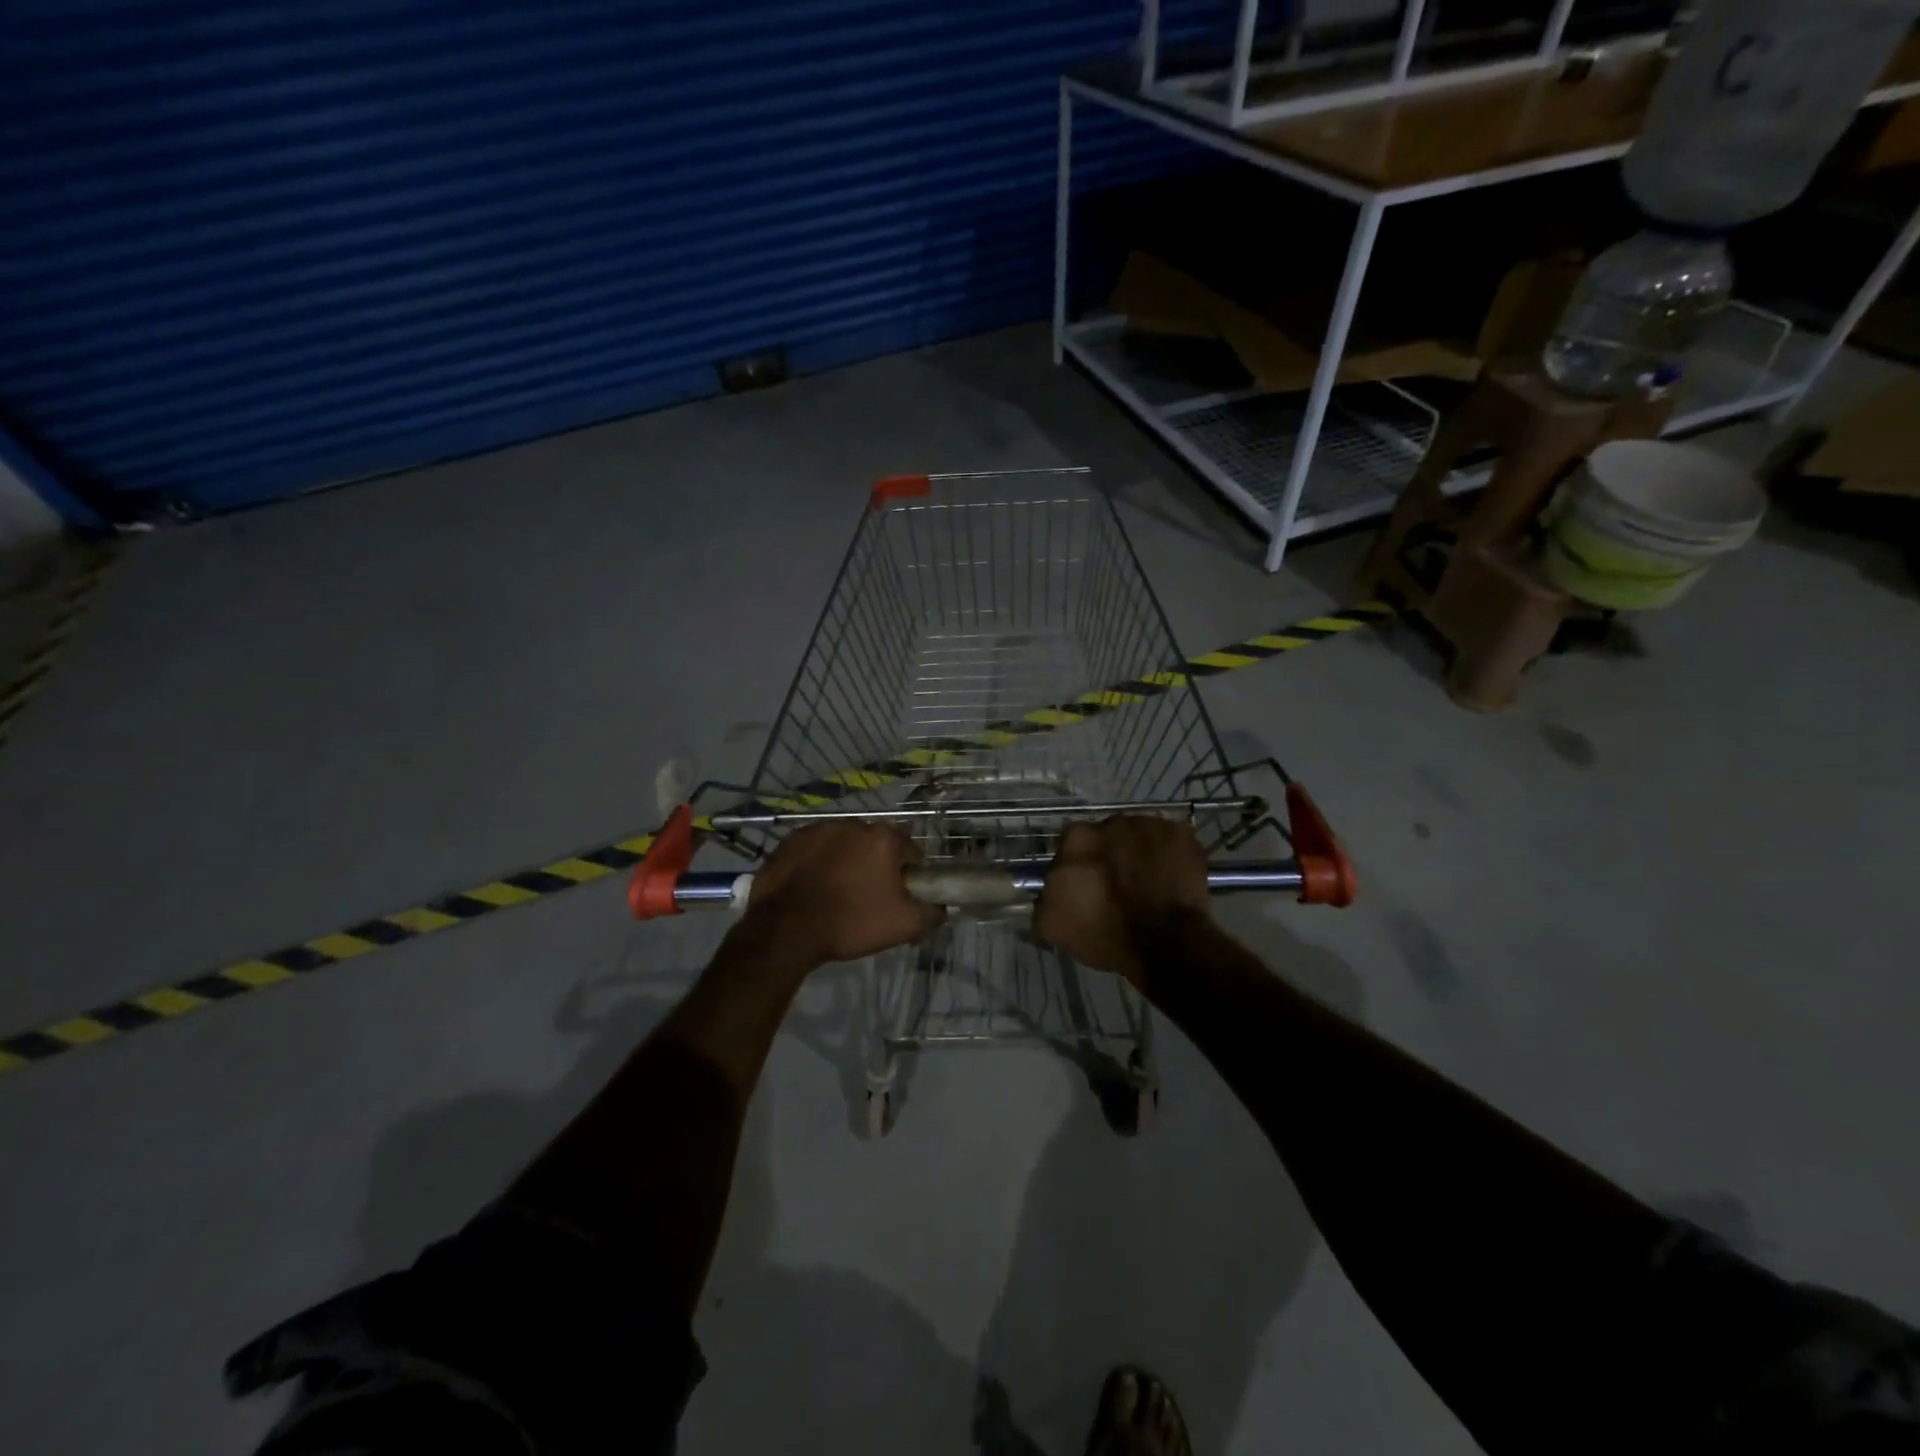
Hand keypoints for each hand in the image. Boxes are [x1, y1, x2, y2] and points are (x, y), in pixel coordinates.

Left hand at [744, 821, 944, 966]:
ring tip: (836, 894)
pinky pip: (814, 850)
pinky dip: (817, 864)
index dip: (909, 876)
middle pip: (876, 845)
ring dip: (846, 862)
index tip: (899, 897)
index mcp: (883, 838)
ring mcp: (818, 829)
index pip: (911, 852)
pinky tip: (812, 888)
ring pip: (843, 845)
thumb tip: (943, 906)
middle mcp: (853, 824)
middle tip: (868, 898)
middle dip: (876, 866)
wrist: (784, 930)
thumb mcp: (904, 925)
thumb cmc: (850, 922)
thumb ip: (933, 912)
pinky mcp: (790, 841)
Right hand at [1034, 816, 1209, 990]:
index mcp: (1077, 838)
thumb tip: (1049, 890)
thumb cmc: (1106, 933)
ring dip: (1138, 853)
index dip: (1078, 868)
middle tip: (1117, 886)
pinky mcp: (1182, 833)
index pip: (1071, 847)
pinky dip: (1168, 855)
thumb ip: (1044, 898)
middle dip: (1108, 855)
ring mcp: (1150, 824)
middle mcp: (1111, 821)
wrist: (1166, 942)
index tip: (1086, 889)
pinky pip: (1170, 840)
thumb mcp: (1054, 925)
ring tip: (1147, 883)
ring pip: (1138, 836)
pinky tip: (1169, 879)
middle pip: (1105, 837)